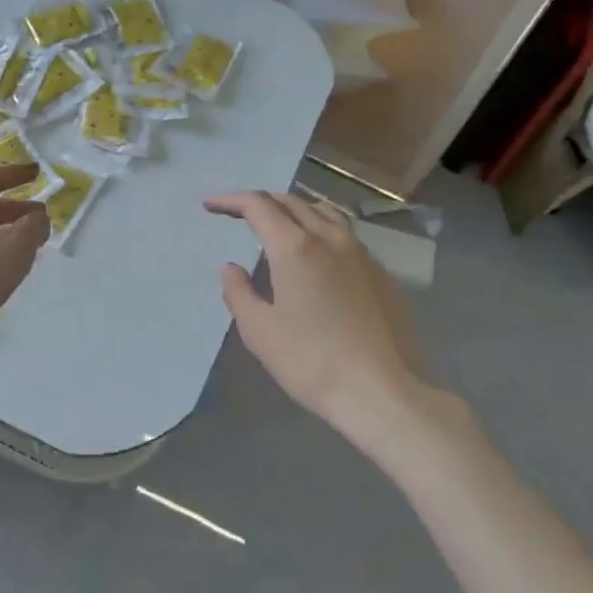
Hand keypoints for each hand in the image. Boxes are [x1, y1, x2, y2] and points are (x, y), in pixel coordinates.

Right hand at [205, 191, 438, 432]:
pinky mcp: (382, 274)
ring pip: (324, 212)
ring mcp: (361, 254)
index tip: (210, 206)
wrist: (380, 391)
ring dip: (294, 209)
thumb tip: (230, 268)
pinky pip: (345, 234)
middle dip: (261, 202)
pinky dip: (321, 229)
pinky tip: (317, 253)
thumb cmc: (310, 361)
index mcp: (295, 248)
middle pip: (291, 202)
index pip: (259, 206)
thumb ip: (239, 293)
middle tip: (237, 213)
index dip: (231, 201)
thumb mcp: (259, 331)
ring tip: (279, 222)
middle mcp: (330, 239)